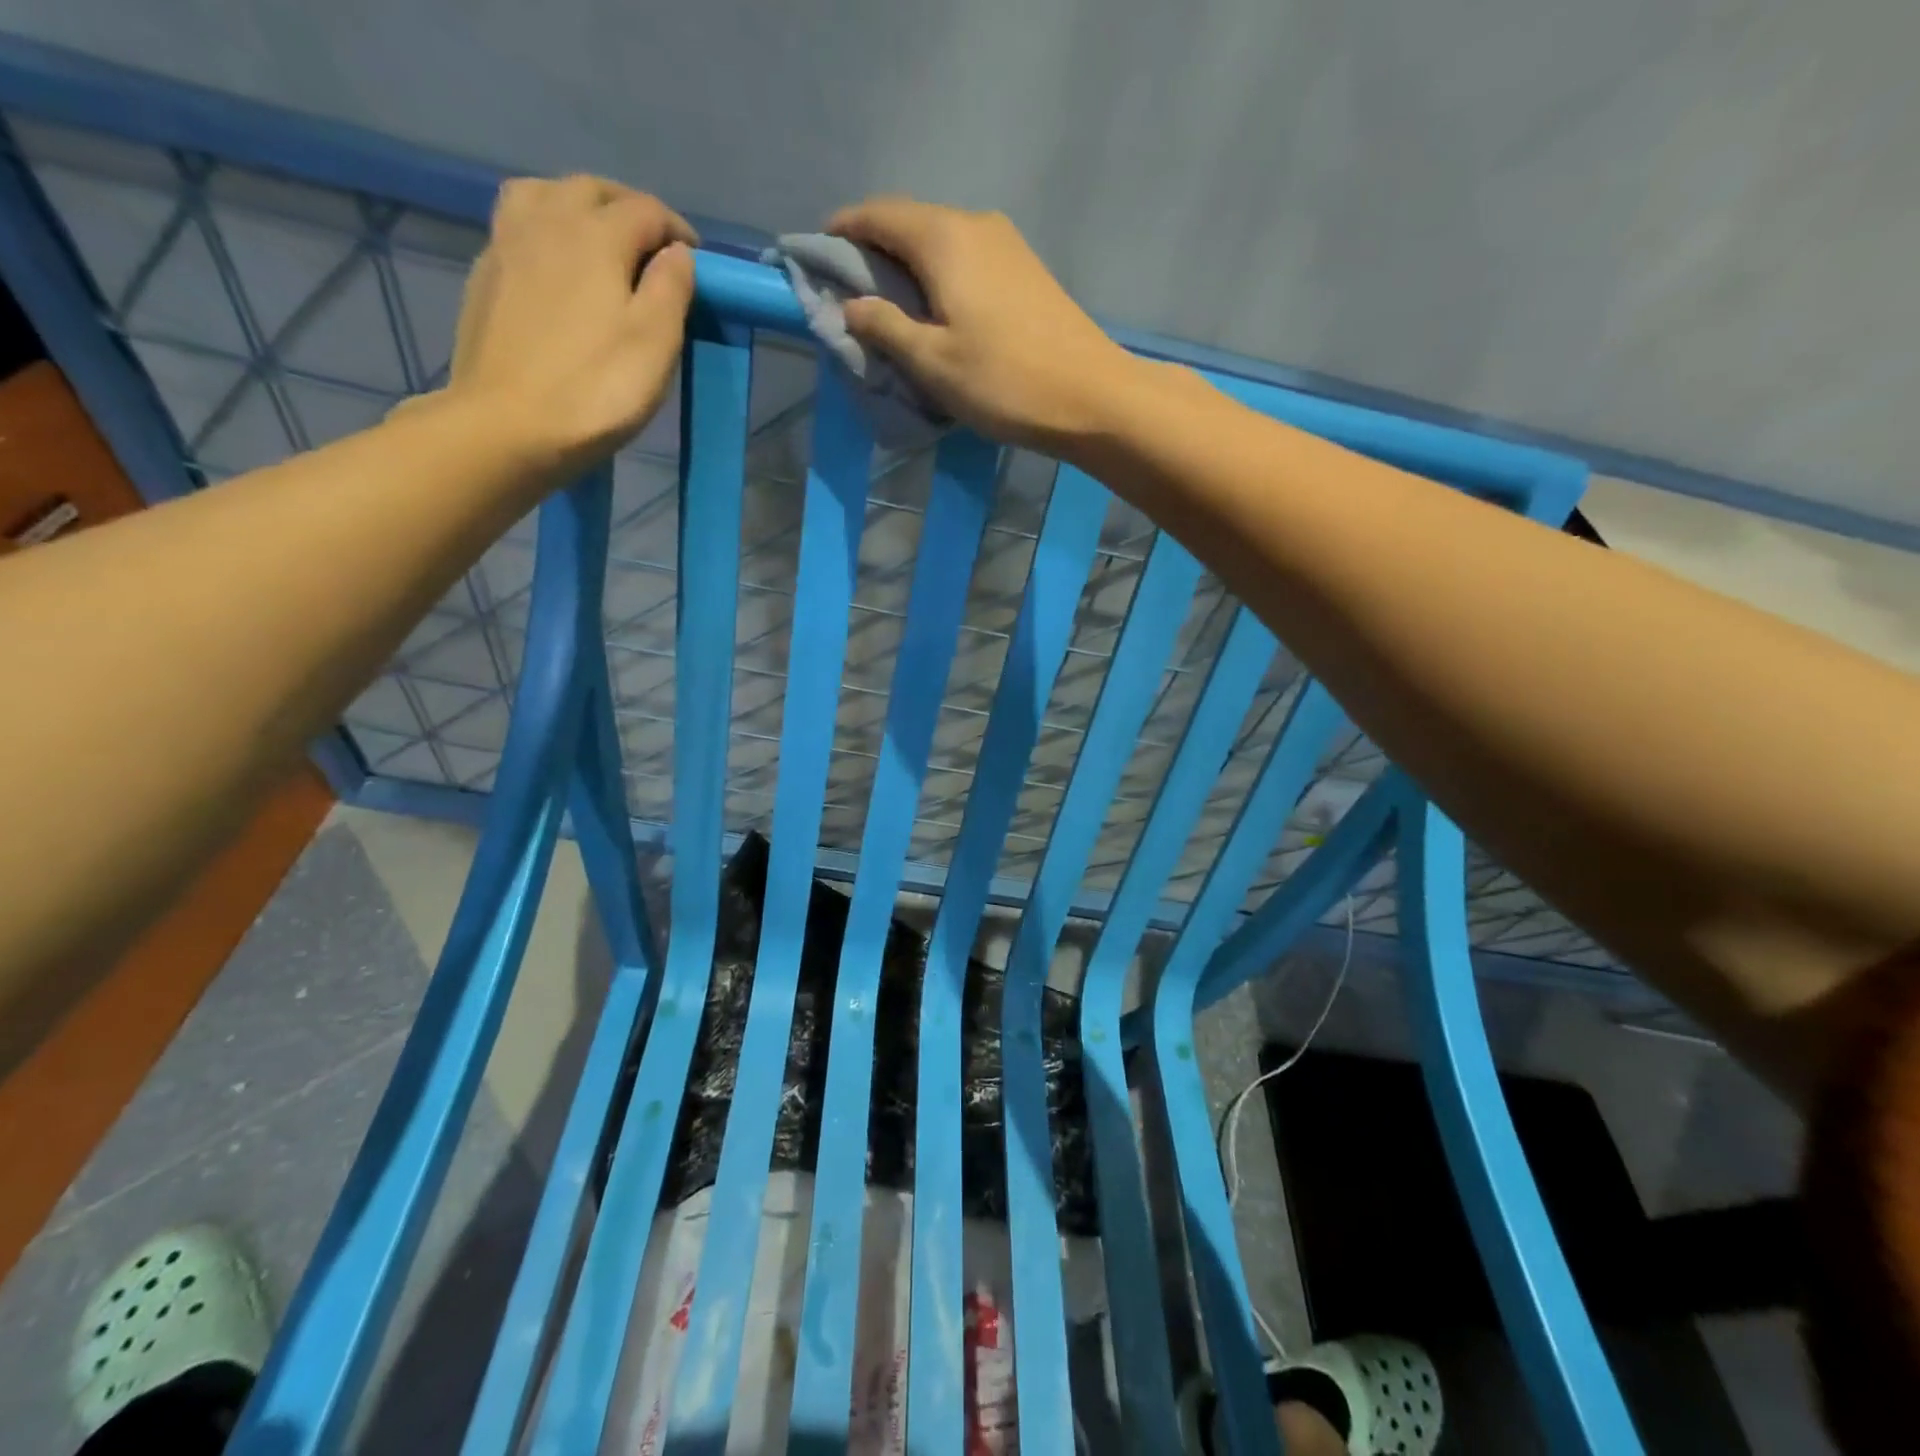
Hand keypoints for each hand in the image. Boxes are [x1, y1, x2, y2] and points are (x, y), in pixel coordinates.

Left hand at [443, 175, 697, 470]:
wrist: (507, 426)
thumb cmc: (595, 389)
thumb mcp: (655, 343)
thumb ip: (671, 289)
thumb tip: (678, 253)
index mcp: (596, 235)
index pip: (646, 211)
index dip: (678, 232)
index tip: (697, 262)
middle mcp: (547, 222)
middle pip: (592, 190)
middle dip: (630, 209)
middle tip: (654, 248)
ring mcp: (507, 245)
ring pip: (544, 194)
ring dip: (579, 206)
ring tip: (599, 240)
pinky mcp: (485, 276)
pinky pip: (518, 226)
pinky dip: (547, 229)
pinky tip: (556, 264)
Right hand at [826, 197, 1137, 452]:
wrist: (1091, 397)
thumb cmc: (1004, 382)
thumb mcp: (932, 362)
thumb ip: (885, 328)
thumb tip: (853, 306)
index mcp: (943, 237)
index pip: (876, 215)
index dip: (842, 233)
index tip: (818, 261)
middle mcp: (975, 224)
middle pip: (910, 224)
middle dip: (874, 252)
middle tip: (851, 295)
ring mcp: (1007, 245)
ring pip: (941, 242)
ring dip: (909, 268)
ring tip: (891, 310)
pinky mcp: (1026, 270)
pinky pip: (967, 260)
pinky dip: (940, 278)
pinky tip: (936, 313)